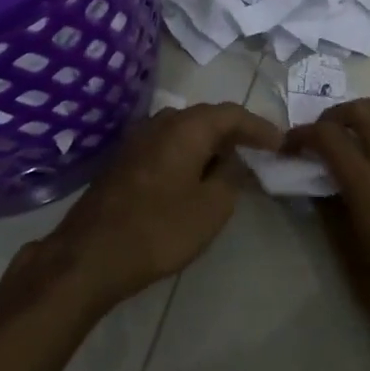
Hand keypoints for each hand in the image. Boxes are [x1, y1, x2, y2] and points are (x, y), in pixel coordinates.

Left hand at [36, 102, 281, 314]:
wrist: (88, 256)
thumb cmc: (159, 230)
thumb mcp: (211, 208)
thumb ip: (231, 176)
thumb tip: (234, 160)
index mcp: (185, 128)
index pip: (232, 114)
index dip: (260, 127)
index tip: (281, 143)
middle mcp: (159, 123)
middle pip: (206, 117)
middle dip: (234, 132)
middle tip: (259, 150)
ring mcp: (136, 141)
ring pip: (183, 131)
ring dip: (209, 143)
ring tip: (230, 164)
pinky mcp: (123, 161)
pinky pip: (166, 146)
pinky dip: (188, 154)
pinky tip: (195, 176)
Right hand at [289, 98, 369, 366]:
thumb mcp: (345, 251)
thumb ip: (328, 208)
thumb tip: (314, 181)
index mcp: (368, 186)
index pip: (330, 137)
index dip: (302, 134)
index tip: (287, 147)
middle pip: (364, 112)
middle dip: (333, 114)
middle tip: (317, 135)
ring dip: (368, 109)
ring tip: (348, 128)